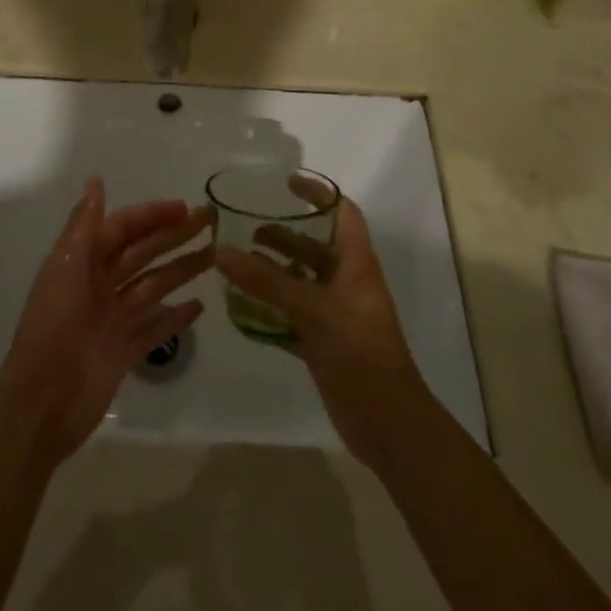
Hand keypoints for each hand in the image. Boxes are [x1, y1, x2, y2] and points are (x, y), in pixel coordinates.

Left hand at [0, 179, 212, 463]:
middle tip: (212, 223)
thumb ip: (84, 225)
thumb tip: (96, 181)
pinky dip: (176, 316)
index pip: (124, 228)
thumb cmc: (54, 325)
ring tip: (215, 256)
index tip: (185, 207)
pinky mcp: (126, 350)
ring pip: (154, 285)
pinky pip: (156, 328)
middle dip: (174, 236)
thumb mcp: (65, 267)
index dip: (152, 215)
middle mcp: (101, 284)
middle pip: (144, 253)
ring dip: (182, 269)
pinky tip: (200, 306)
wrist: (43, 401)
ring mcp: (115, 318)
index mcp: (84, 260)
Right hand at [214, 193, 429, 466]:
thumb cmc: (360, 355)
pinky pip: (291, 313)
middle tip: (245, 229)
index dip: (318, 194)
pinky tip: (242, 307)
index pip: (342, 213)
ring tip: (236, 264)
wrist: (389, 427)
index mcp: (356, 265)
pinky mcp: (324, 342)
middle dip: (282, 234)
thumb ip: (266, 281)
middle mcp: (346, 283)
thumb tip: (221, 251)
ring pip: (300, 280)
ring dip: (272, 270)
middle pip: (313, 246)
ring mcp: (335, 314)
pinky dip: (269, 307)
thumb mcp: (313, 311)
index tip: (285, 183)